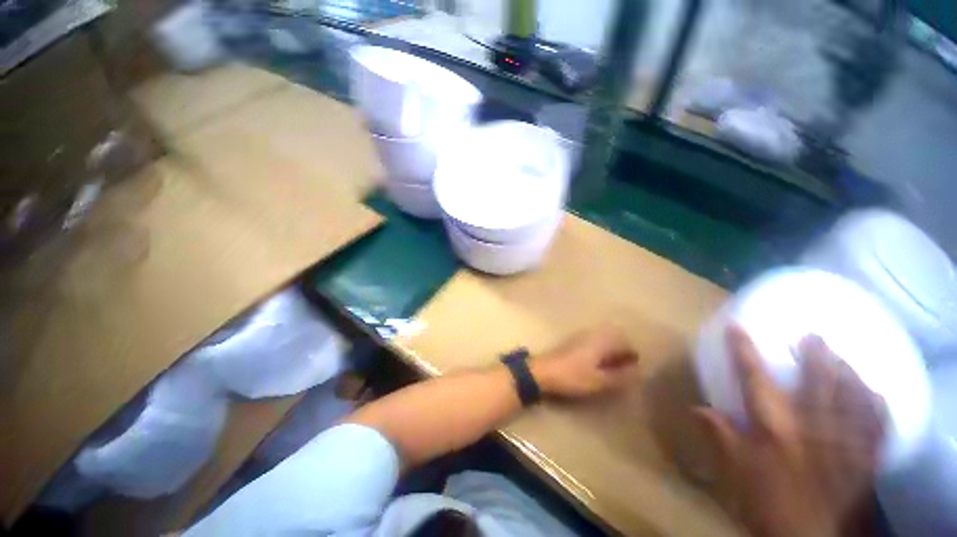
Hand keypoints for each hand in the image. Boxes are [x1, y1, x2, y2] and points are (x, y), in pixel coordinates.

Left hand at [530, 326, 638, 398]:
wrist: (544, 371)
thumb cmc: (573, 376)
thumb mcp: (600, 380)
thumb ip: (621, 376)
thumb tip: (638, 371)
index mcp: (601, 340)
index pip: (625, 340)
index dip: (633, 353)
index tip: (637, 367)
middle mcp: (592, 334)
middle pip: (615, 338)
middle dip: (623, 352)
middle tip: (627, 369)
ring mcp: (581, 337)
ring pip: (604, 340)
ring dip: (612, 352)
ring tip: (615, 369)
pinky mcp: (573, 342)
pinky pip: (594, 343)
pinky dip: (601, 353)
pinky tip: (599, 366)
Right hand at [696, 326, 885, 536]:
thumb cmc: (764, 500)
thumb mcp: (735, 469)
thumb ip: (720, 436)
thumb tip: (696, 408)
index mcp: (773, 428)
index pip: (754, 378)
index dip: (743, 350)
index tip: (737, 327)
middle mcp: (811, 427)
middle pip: (817, 381)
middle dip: (816, 355)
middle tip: (815, 335)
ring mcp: (843, 442)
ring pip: (852, 397)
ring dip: (849, 373)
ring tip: (845, 357)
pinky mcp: (863, 459)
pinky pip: (877, 426)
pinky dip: (878, 407)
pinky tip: (877, 394)